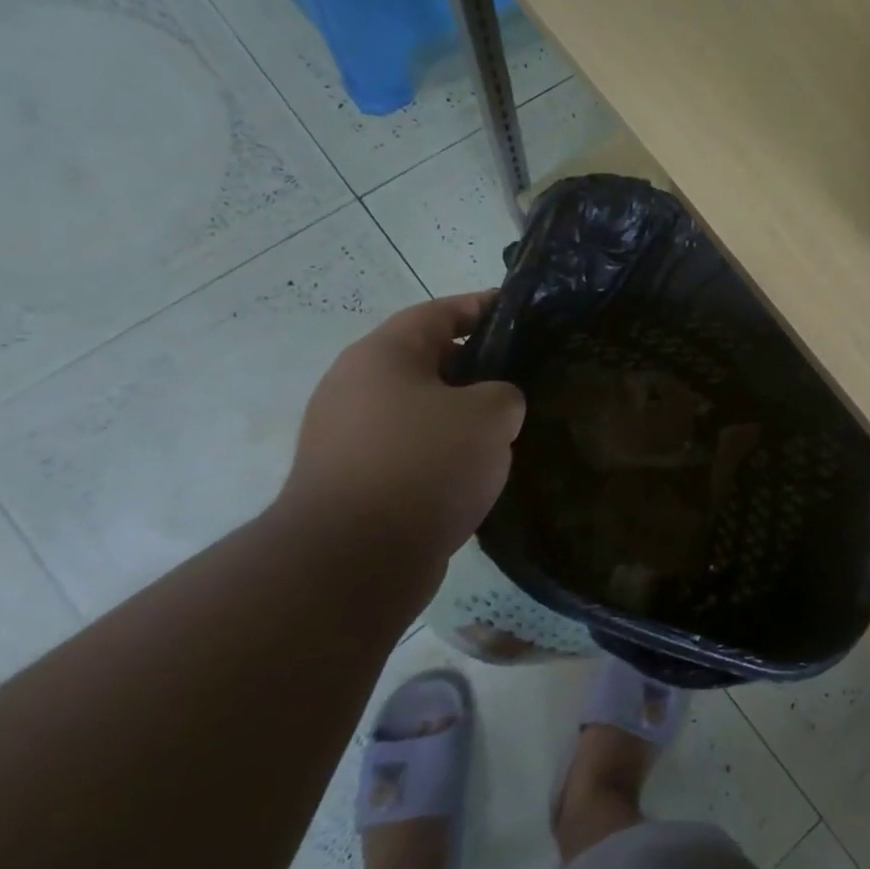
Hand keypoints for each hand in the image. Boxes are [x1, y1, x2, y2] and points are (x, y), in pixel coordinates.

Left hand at [277, 293, 524, 559]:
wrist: (353, 560)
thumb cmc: (424, 464)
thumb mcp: (489, 415)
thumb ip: (504, 395)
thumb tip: (494, 407)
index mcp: (382, 354)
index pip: (440, 312)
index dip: (483, 307)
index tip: (521, 315)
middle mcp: (355, 387)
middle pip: (427, 361)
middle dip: (476, 367)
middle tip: (523, 379)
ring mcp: (346, 436)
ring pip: (419, 409)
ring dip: (460, 416)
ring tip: (506, 430)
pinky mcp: (351, 481)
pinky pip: (408, 450)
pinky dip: (441, 453)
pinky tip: (475, 472)